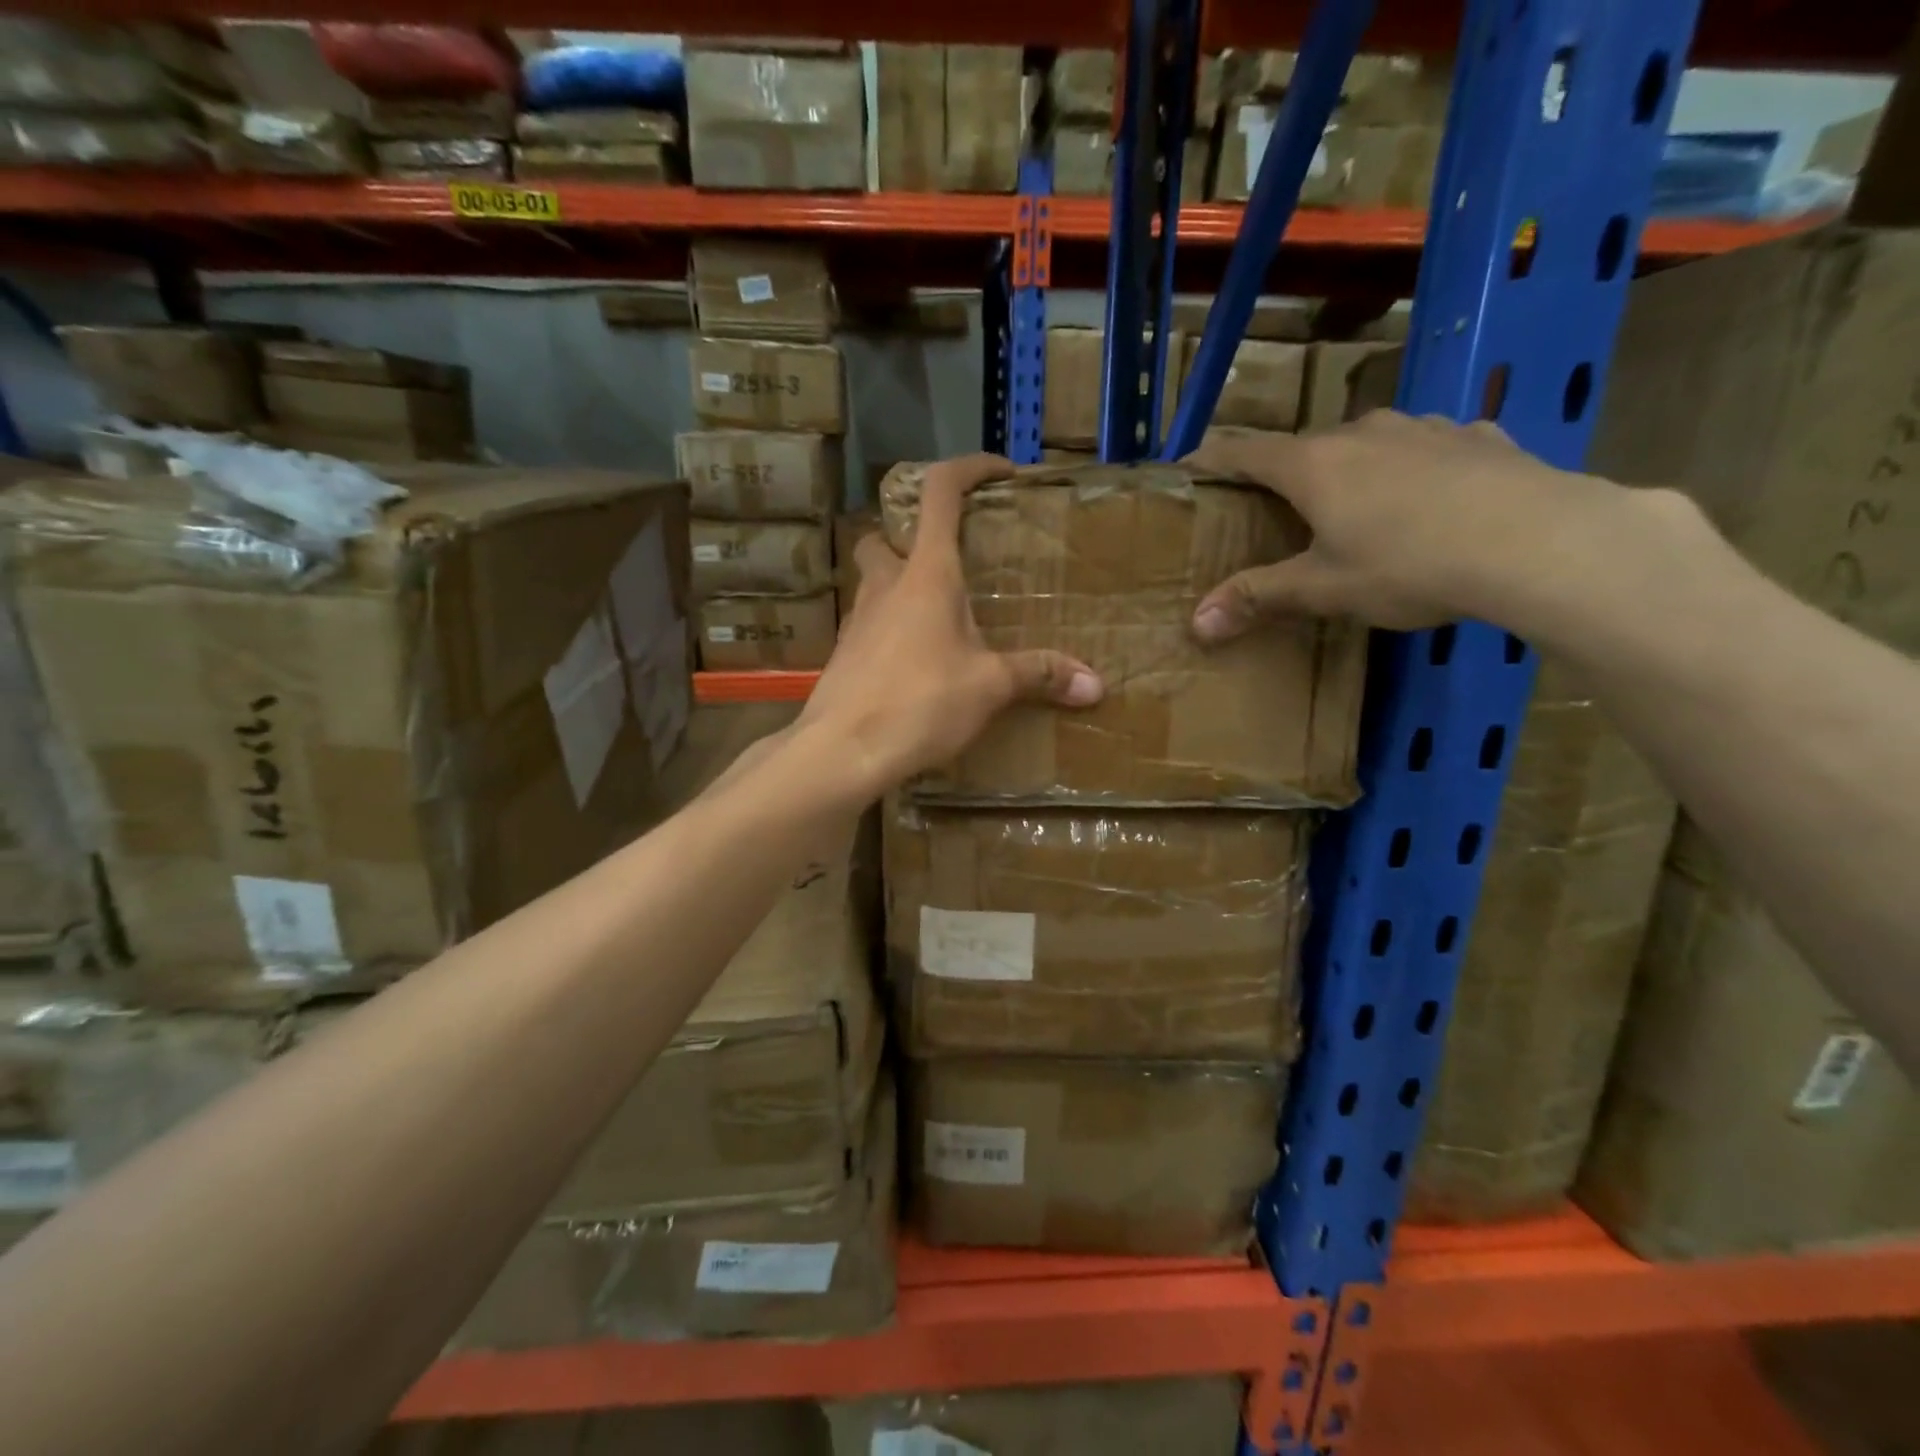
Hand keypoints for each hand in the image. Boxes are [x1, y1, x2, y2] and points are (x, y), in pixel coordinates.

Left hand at [796, 454, 1102, 797]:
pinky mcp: (844, 655)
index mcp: (926, 574)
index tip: (999, 473)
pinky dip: (892, 630)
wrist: (842, 751)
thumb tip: (1096, 684)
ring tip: (941, 619)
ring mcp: (857, 620)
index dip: (969, 469)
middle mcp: (885, 585)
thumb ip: (1039, 675)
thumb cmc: (920, 702)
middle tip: (951, 563)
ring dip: (901, 586)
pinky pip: (869, 626)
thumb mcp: (989, 686)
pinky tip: (916, 664)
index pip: (940, 492)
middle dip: (913, 537)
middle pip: (886, 537)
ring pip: (874, 583)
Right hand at [1187, 411, 1648, 637]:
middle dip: (1285, 473)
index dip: (1212, 458)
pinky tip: (1430, 496)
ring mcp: (1424, 427)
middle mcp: (1363, 431)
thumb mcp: (1324, 590)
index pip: (1245, 451)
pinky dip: (1412, 467)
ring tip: (1354, 502)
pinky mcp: (1477, 436)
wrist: (1540, 542)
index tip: (1189, 466)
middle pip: (1306, 446)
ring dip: (1351, 466)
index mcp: (1314, 464)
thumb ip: (1258, 598)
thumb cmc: (1409, 564)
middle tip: (1276, 506)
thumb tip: (1196, 623)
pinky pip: (1428, 447)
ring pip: (1368, 442)